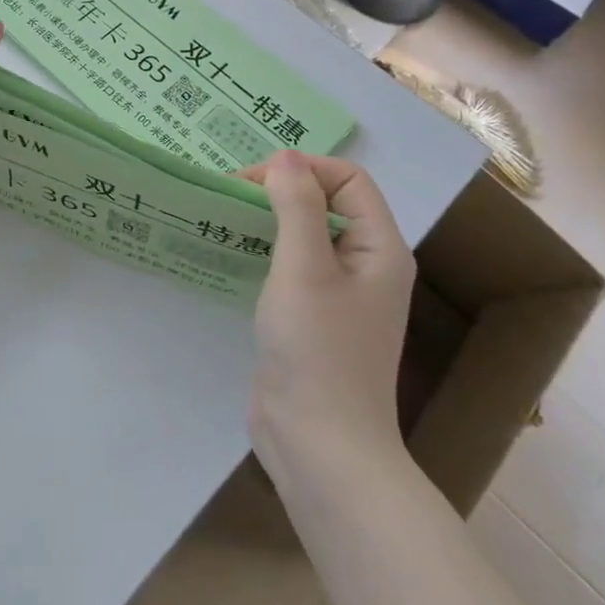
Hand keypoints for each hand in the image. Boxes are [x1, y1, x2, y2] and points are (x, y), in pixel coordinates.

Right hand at [239, 151, 415, 472]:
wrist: (319, 446)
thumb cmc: (318, 350)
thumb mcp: (304, 267)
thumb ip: (297, 205)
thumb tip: (285, 158)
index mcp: (380, 248)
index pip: (348, 179)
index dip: (303, 169)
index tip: (252, 182)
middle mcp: (366, 264)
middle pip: (327, 201)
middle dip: (281, 189)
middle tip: (230, 195)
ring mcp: (339, 294)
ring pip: (305, 233)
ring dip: (269, 218)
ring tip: (225, 216)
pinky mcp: (313, 316)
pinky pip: (291, 264)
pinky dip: (264, 249)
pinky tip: (231, 253)